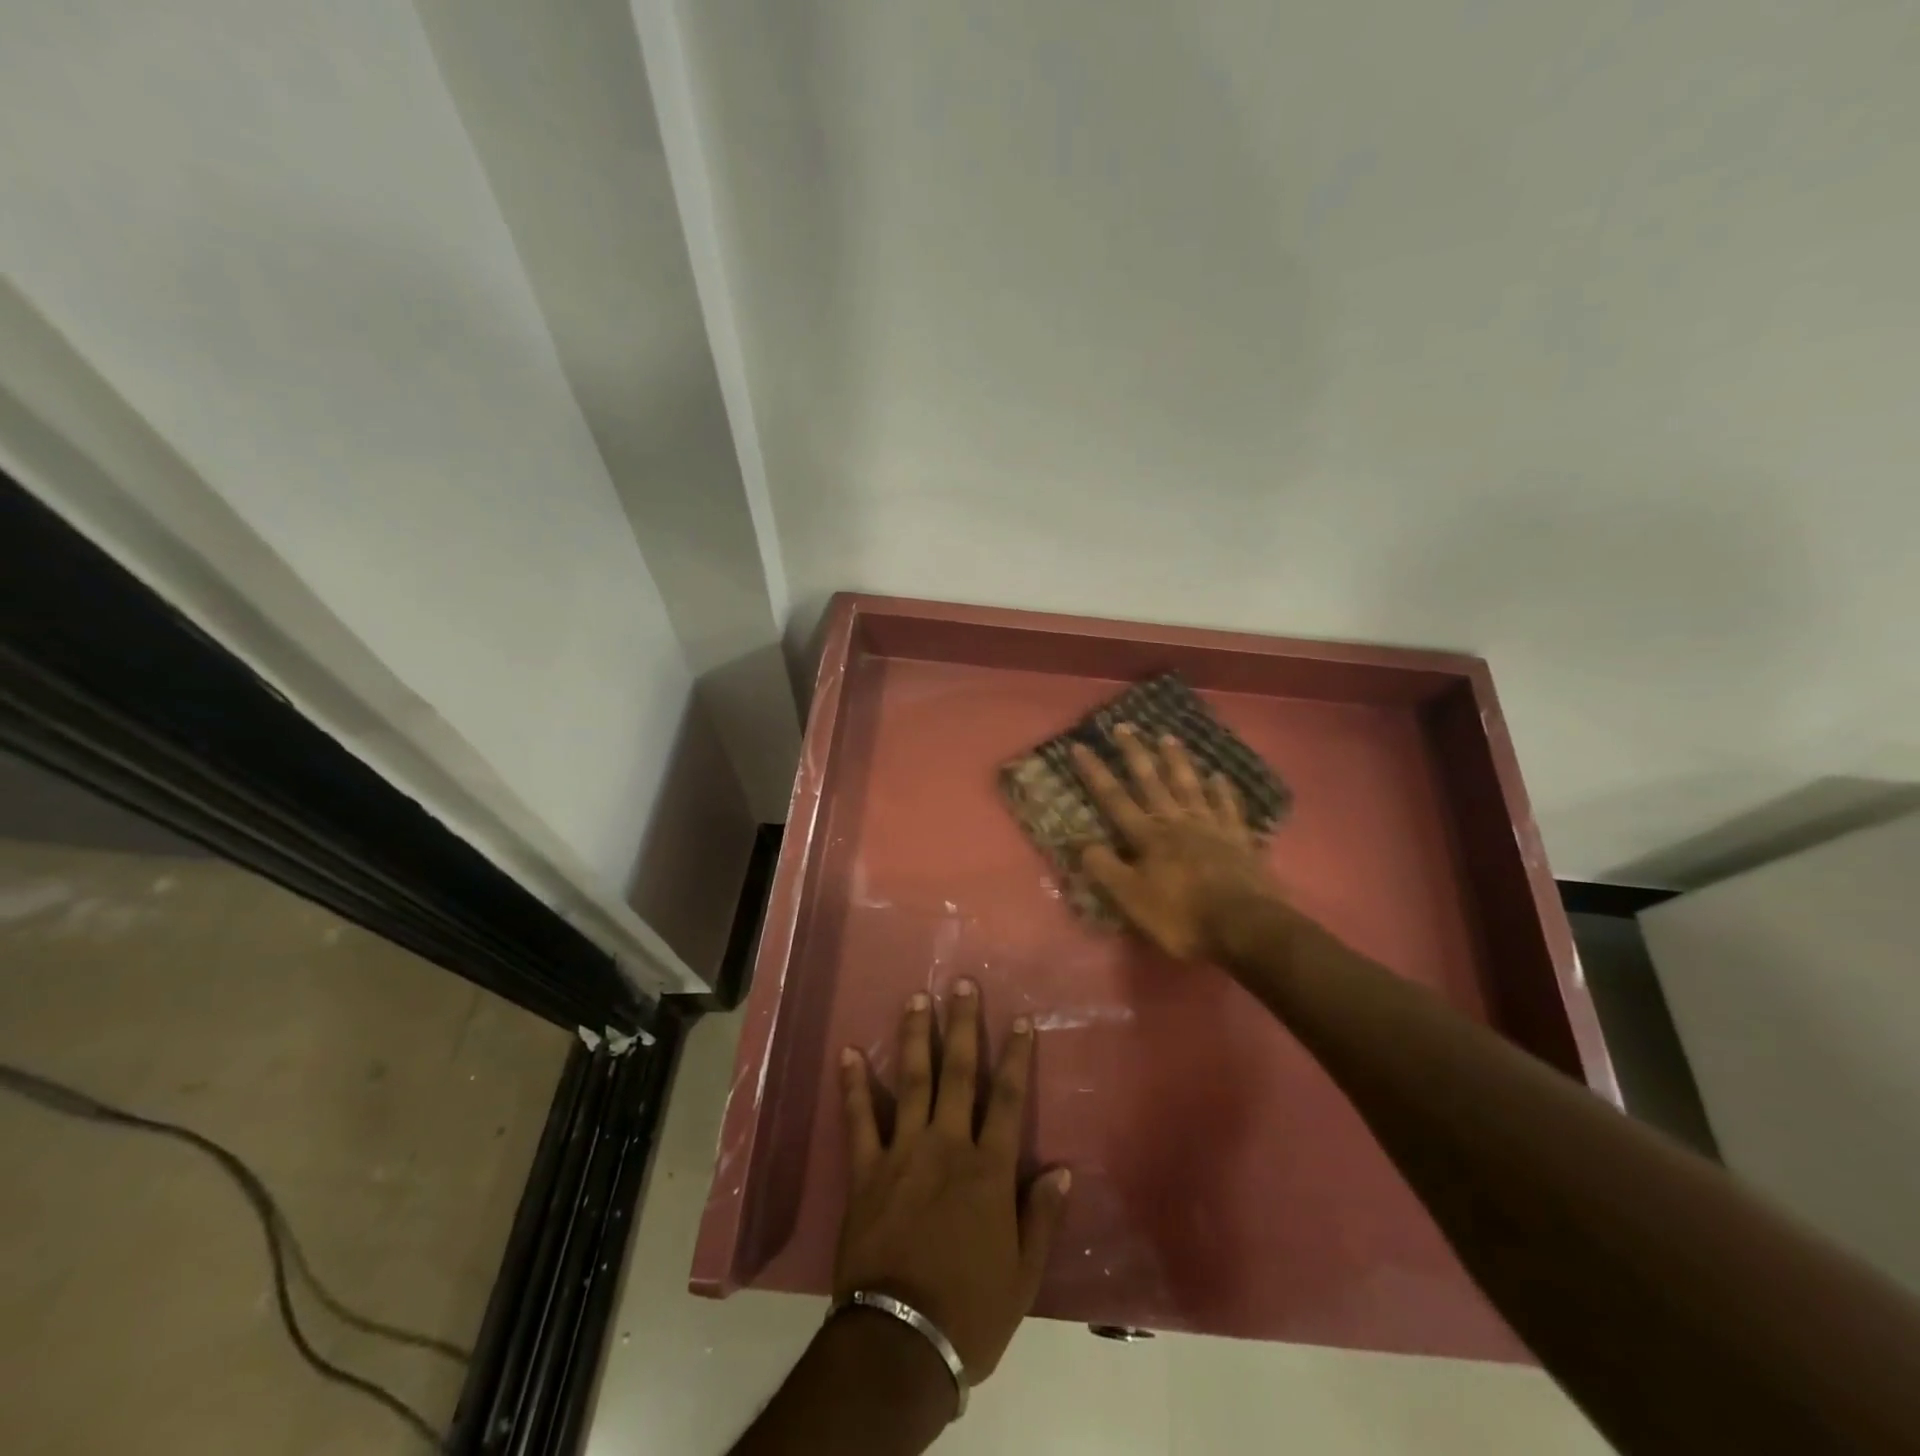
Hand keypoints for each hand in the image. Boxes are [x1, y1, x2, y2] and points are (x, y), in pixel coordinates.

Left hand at [835, 982, 1071, 1384]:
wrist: (902, 1340)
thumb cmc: (971, 1309)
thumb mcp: (1023, 1274)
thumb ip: (1041, 1216)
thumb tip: (1060, 1168)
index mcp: (988, 1169)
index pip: (1008, 1099)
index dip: (1016, 1056)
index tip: (1021, 1020)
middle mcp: (947, 1146)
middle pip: (959, 1073)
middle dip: (963, 1025)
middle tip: (961, 983)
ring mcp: (903, 1152)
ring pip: (912, 1080)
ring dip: (915, 1036)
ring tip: (916, 998)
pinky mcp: (867, 1170)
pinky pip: (860, 1119)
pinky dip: (854, 1085)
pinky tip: (850, 1052)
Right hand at [1069, 725, 1285, 960]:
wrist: (1245, 926)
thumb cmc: (1182, 916)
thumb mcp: (1132, 899)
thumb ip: (1106, 869)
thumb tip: (1081, 842)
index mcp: (1148, 837)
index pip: (1114, 798)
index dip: (1095, 772)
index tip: (1080, 746)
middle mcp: (1177, 822)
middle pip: (1152, 782)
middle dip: (1135, 754)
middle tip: (1124, 726)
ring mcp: (1211, 827)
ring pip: (1190, 786)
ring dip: (1177, 761)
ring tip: (1168, 737)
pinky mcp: (1239, 839)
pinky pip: (1229, 807)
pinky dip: (1223, 790)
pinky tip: (1219, 776)